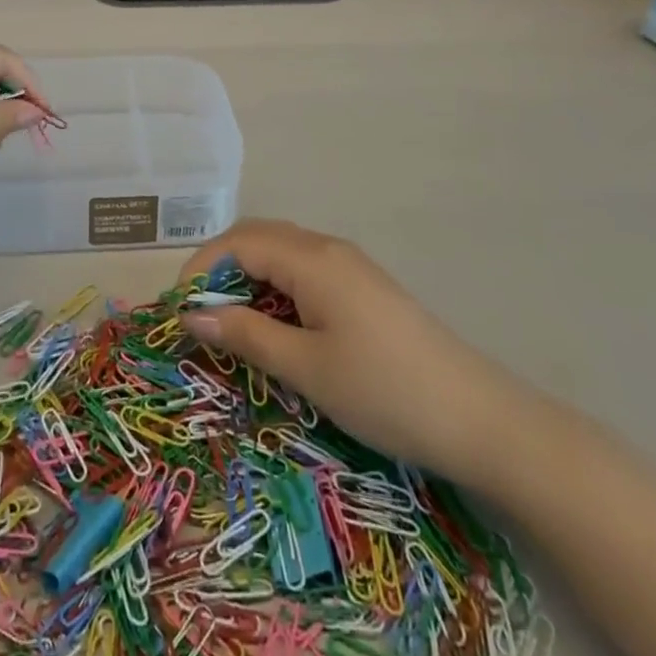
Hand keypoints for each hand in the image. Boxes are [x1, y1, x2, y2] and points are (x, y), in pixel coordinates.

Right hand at [180, 220, 529, 490]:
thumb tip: (192, 315)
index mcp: (311, 258)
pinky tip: (275, 322)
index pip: (238, 243)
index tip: (178, 310)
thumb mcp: (305, 367)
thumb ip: (246, 334)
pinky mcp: (363, 286)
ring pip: (281, 252)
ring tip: (230, 321)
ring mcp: (350, 265)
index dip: (201, 269)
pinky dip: (276, 286)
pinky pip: (304, 269)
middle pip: (258, 238)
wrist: (478, 418)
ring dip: (248, 277)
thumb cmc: (382, 390)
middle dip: (220, 268)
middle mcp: (328, 248)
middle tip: (199, 313)